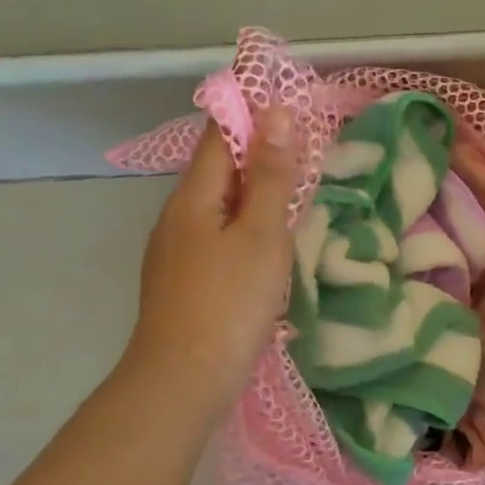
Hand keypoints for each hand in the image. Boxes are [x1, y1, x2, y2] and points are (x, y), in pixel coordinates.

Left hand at [128, 109, 296, 420]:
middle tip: (308, 152)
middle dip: (260, 154)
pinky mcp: (184, 280)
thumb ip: (273, 176)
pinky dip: (246, 226)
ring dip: (256, 193)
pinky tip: (268, 245)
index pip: (220, 135)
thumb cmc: (230, 301)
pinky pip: (218, 235)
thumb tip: (277, 114)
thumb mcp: (262, 234)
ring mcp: (176, 251)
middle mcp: (177, 215)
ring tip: (296, 195)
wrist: (184, 380)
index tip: (292, 104)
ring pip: (220, 206)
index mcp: (194, 196)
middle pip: (219, 169)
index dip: (253, 113)